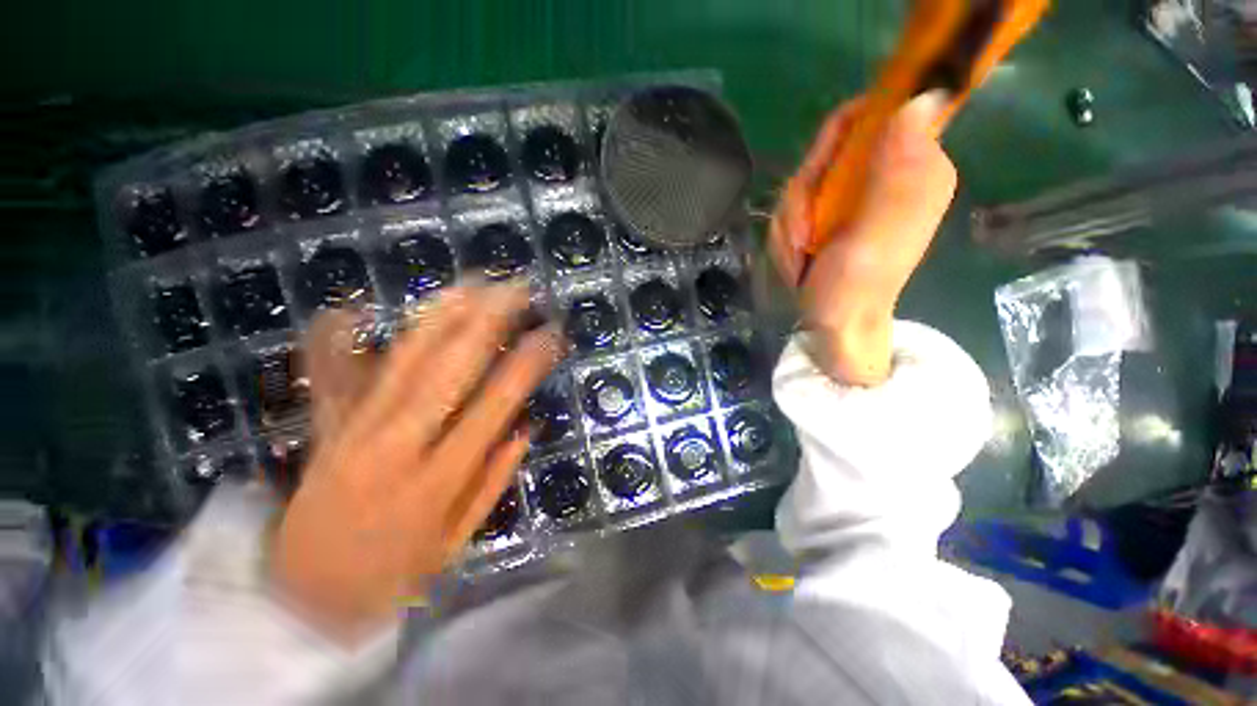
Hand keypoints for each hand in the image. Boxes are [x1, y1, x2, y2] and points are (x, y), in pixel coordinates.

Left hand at [270, 284, 563, 642]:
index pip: (497, 402)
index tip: (552, 334)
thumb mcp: (457, 541)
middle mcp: (399, 444)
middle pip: (449, 367)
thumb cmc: (391, 576)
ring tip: (472, 284)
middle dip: (488, 321)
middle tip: (516, 288)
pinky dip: (339, 337)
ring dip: (441, 316)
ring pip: (403, 359)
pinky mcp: (323, 427)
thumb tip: (525, 427)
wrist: (302, 599)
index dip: (528, 362)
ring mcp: (353, 430)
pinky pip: (331, 374)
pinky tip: (354, 307)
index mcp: (441, 477)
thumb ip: (494, 480)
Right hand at [770, 92, 956, 384]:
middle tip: (805, 240)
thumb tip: (924, 95)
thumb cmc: (853, 292)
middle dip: (801, 202)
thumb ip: (896, 177)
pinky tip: (797, 259)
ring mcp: (858, 194)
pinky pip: (795, 206)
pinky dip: (788, 235)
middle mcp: (890, 172)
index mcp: (915, 168)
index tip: (812, 190)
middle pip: (825, 153)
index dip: (829, 148)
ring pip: (802, 183)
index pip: (868, 117)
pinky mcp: (834, 213)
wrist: (834, 326)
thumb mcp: (874, 239)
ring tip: (801, 257)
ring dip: (791, 225)